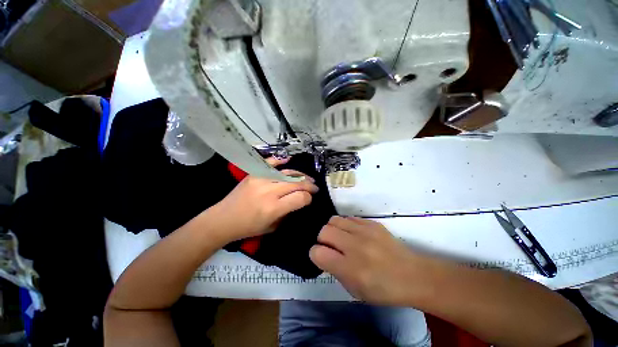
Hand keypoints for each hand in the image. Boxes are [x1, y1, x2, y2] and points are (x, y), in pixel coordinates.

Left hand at [211, 157, 318, 242]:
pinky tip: (289, 160)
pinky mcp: (254, 174)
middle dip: (309, 185)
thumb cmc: (248, 227)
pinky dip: (281, 161)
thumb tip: (300, 200)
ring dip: (301, 175)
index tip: (310, 199)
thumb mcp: (272, 227)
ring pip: (288, 173)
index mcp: (273, 208)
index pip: (300, 197)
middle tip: (315, 187)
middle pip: (297, 183)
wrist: (223, 219)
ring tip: (308, 178)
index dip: (308, 198)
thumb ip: (288, 213)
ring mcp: (261, 180)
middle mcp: (269, 191)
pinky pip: (271, 164)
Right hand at [310, 216, 431, 305]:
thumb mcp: (355, 291)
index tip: (321, 256)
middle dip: (322, 239)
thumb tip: (323, 254)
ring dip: (332, 229)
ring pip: (334, 219)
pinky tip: (353, 234)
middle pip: (324, 231)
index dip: (315, 254)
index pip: (318, 252)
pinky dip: (346, 225)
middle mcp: (355, 246)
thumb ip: (335, 271)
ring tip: (340, 237)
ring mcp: (365, 231)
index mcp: (350, 269)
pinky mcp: (372, 223)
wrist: (413, 275)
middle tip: (331, 246)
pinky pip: (349, 218)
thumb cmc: (383, 289)